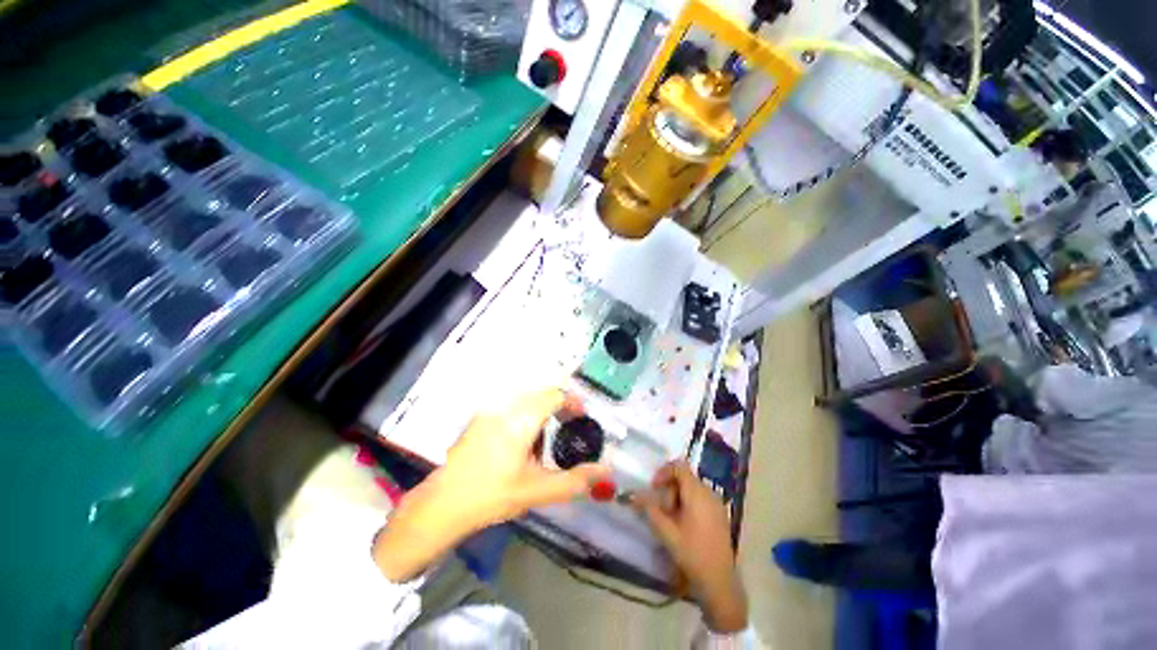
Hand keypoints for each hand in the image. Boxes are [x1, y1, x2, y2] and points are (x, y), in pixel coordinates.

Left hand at [373, 389, 609, 580]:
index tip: (582, 418)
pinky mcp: (481, 416)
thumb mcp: (537, 490)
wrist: (443, 504)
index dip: (572, 402)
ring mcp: (490, 409)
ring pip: (526, 398)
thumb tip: (606, 473)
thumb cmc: (492, 495)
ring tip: (545, 440)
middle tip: (569, 428)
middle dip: (559, 406)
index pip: (554, 395)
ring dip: (541, 410)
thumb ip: (575, 480)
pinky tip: (522, 441)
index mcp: (520, 419)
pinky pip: (511, 404)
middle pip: (541, 393)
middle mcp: (505, 406)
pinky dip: (525, 414)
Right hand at [635, 461, 747, 633]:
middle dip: (670, 489)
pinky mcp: (720, 515)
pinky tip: (684, 524)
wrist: (720, 582)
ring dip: (678, 497)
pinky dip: (688, 504)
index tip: (654, 488)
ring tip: (671, 519)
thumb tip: (633, 496)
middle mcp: (709, 493)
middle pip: (685, 478)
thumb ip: (649, 510)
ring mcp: (717, 504)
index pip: (679, 466)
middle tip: (662, 510)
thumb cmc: (692, 553)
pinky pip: (700, 498)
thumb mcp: (666, 532)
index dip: (664, 472)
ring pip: (692, 488)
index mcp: (697, 493)